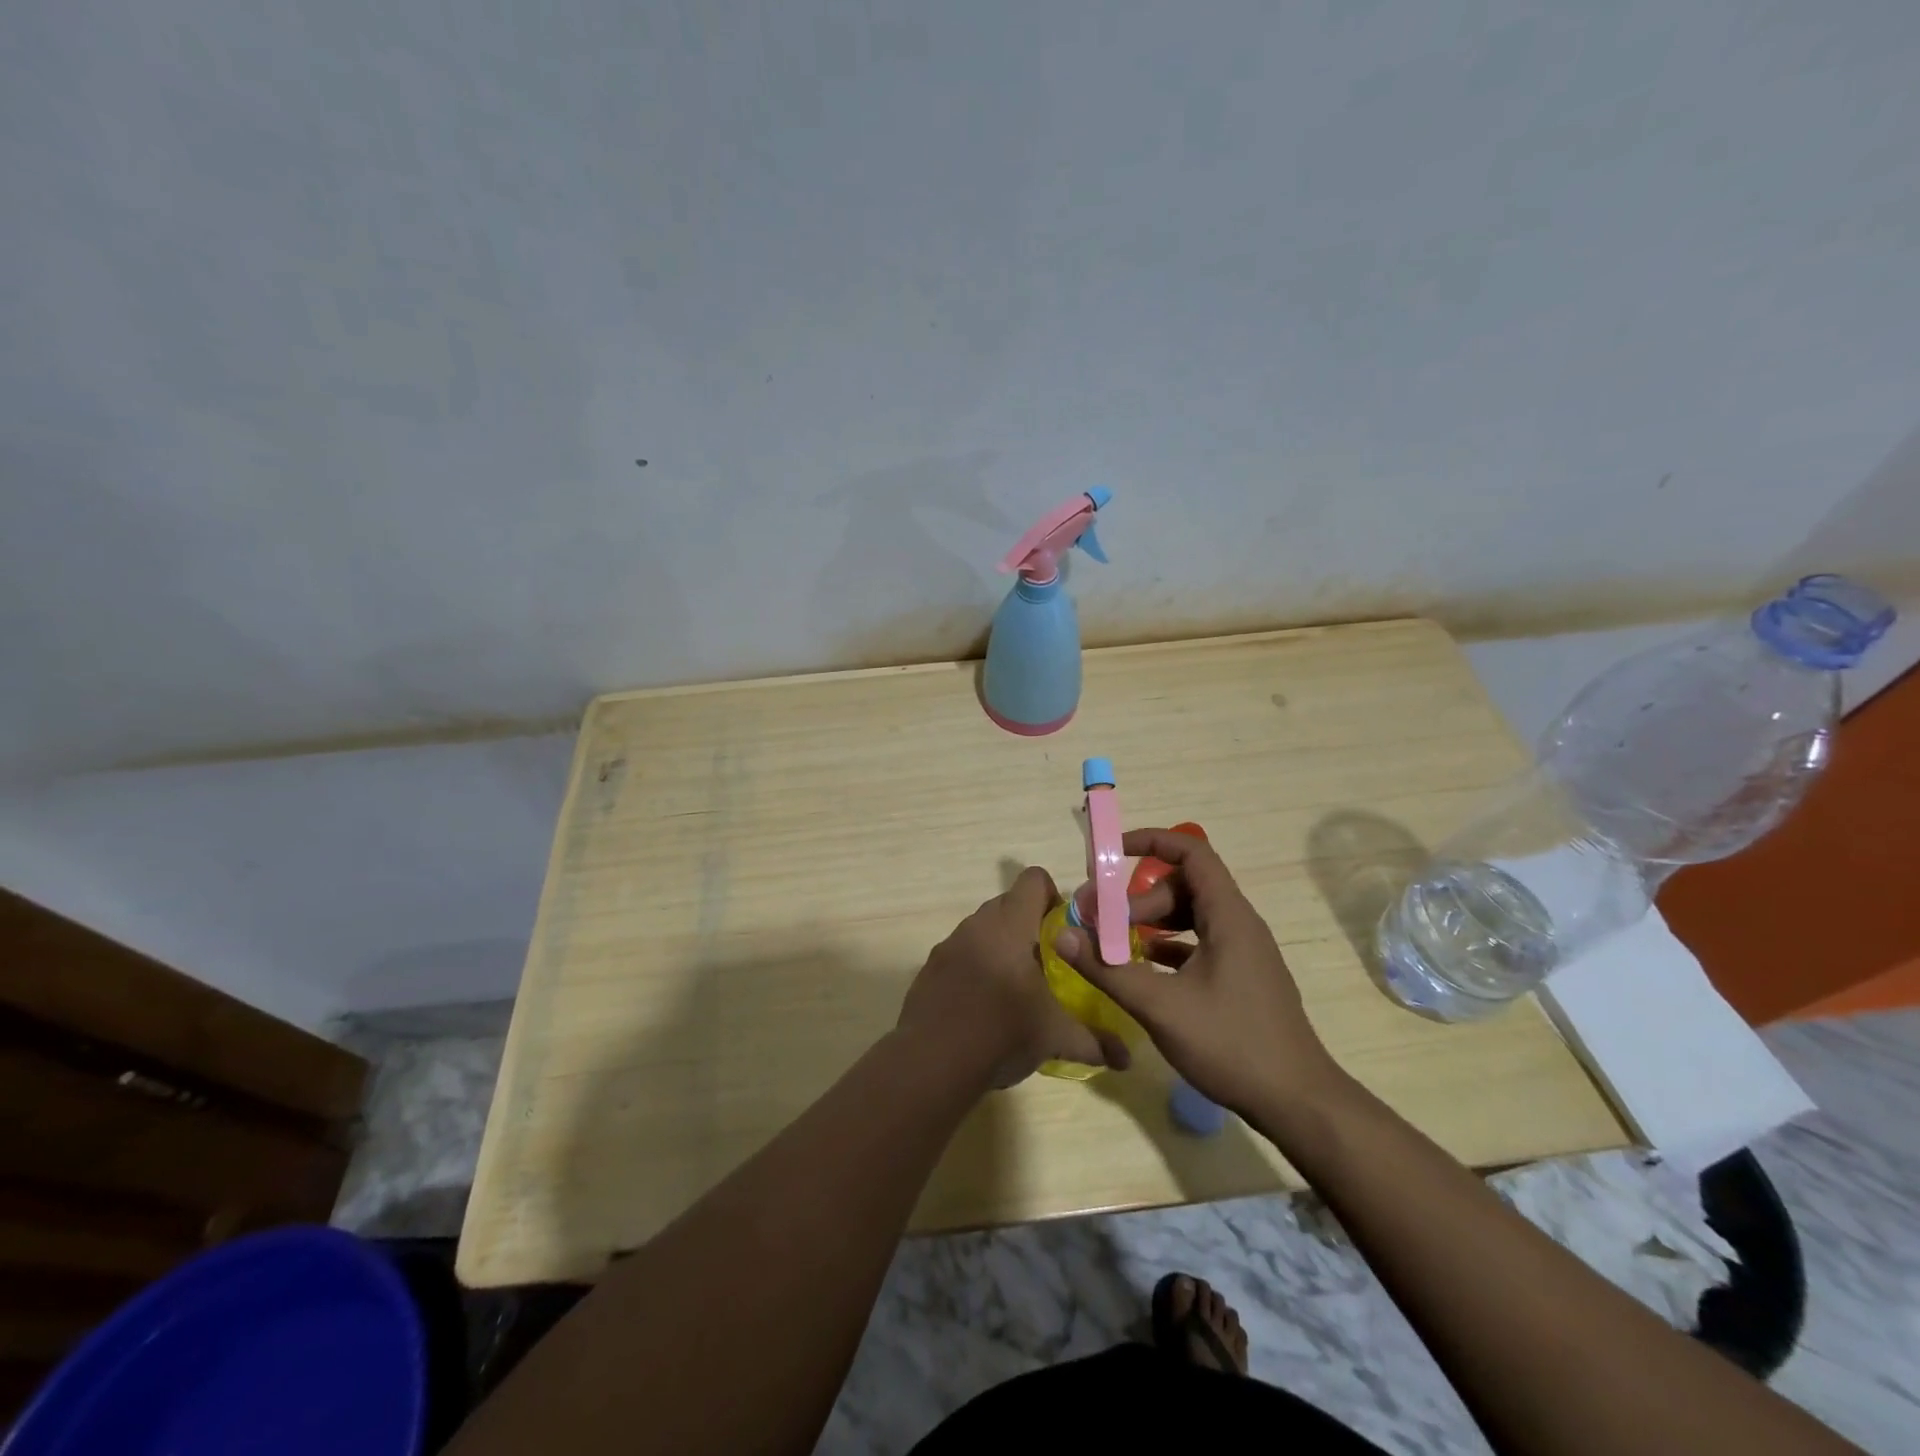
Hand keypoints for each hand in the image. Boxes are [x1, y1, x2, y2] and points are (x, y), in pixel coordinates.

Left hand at [898, 867, 1132, 1089]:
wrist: (932, 1061)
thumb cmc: (1002, 1033)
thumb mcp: (1055, 1038)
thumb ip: (1094, 1042)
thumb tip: (1127, 1060)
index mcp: (1010, 926)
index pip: (1033, 880)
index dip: (1053, 897)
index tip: (1064, 931)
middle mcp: (977, 925)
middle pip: (1008, 903)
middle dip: (1029, 925)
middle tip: (1047, 962)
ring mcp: (949, 945)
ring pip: (982, 929)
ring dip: (1001, 946)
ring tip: (1016, 987)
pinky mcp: (930, 968)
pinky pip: (960, 953)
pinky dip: (975, 966)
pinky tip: (983, 1005)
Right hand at [1052, 830, 1342, 1115]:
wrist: (1297, 1103)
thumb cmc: (1231, 1045)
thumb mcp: (1160, 1006)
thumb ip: (1107, 969)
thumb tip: (1061, 936)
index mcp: (1228, 916)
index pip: (1191, 852)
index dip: (1150, 842)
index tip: (1109, 854)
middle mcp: (1238, 924)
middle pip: (1183, 886)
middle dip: (1137, 896)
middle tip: (1100, 922)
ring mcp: (1242, 951)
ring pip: (1190, 914)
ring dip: (1151, 920)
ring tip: (1115, 942)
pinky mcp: (1240, 977)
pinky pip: (1199, 942)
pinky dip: (1168, 943)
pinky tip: (1143, 964)